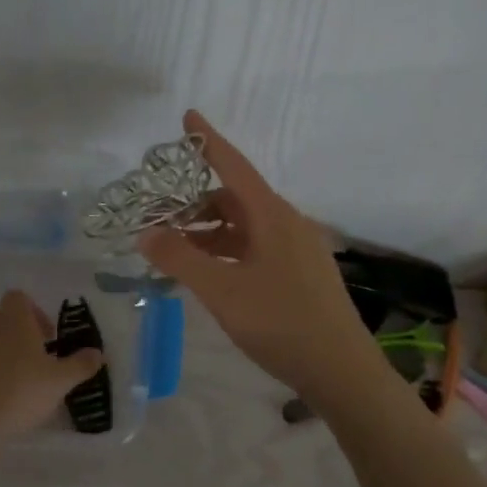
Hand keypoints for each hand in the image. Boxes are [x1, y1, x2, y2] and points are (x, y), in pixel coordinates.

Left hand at [0, 290, 104, 463]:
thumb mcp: (59, 382)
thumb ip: (80, 365)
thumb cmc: (18, 394)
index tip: (46, 340)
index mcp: (12, 319)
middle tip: (32, 365)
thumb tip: (98, 353)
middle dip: (16, 336)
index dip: (35, 314)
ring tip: (7, 384)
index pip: (20, 298)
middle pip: (1, 319)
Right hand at [139, 110, 378, 399]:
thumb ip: (181, 259)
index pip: (234, 165)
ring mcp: (297, 249)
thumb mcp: (221, 291)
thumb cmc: (280, 322)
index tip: (188, 116)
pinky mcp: (300, 273)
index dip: (208, 141)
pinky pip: (256, 247)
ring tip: (176, 249)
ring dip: (210, 232)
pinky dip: (228, 251)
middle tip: (160, 215)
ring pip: (245, 227)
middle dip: (196, 202)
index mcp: (272, 216)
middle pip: (236, 198)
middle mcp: (287, 223)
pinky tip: (209, 273)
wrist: (340, 370)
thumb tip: (146, 233)